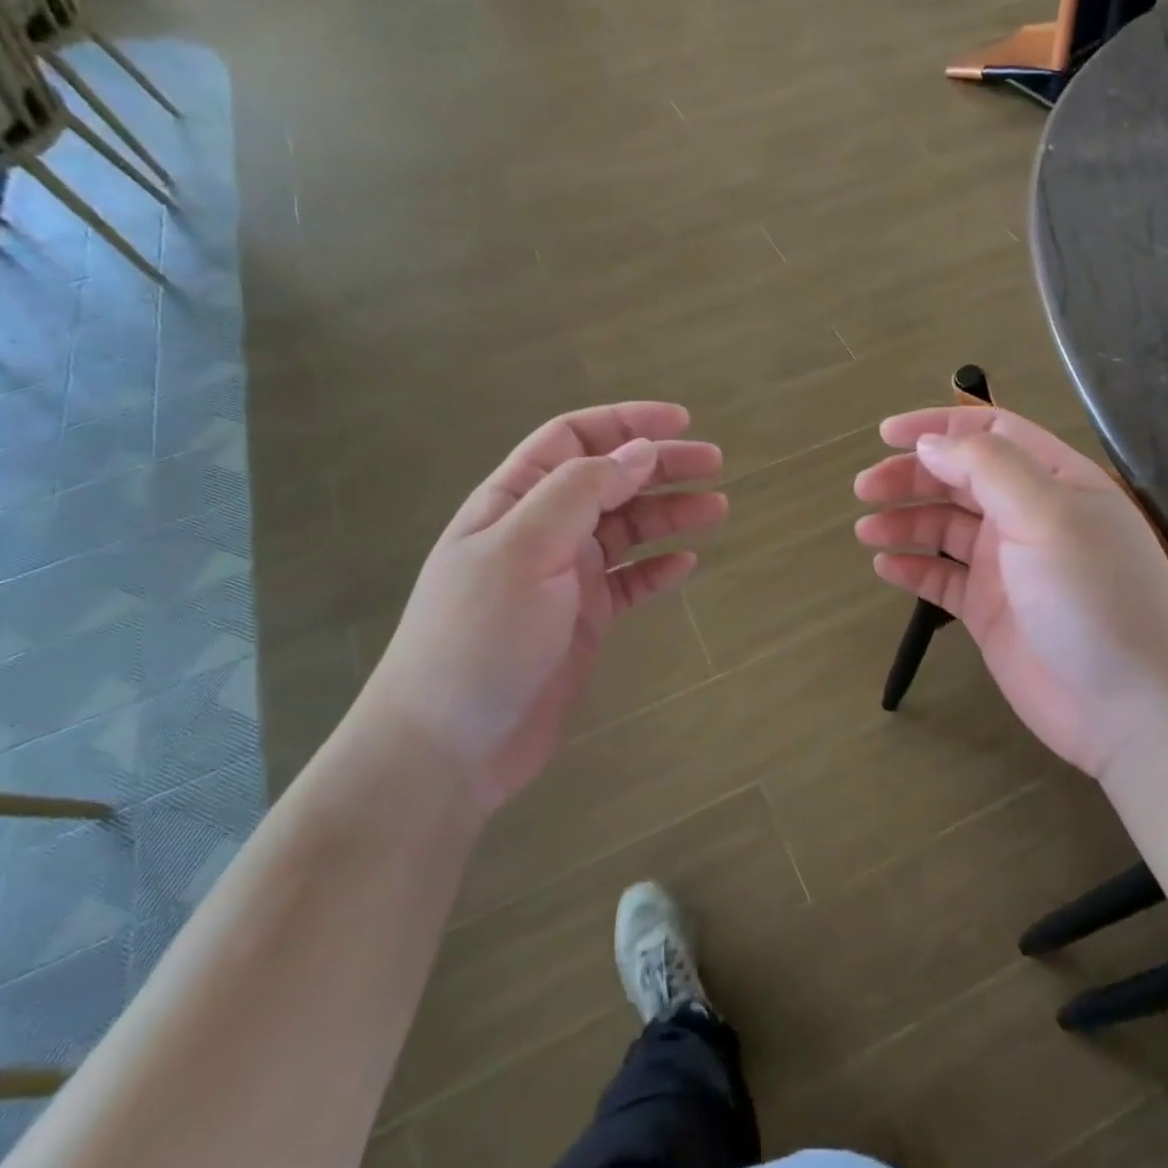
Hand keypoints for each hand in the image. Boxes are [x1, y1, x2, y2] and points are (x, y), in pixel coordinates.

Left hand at [363, 403, 724, 813]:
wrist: (449, 746)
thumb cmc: (480, 635)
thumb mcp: (525, 548)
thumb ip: (581, 491)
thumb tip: (639, 452)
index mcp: (515, 500)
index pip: (574, 439)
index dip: (626, 423)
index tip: (680, 421)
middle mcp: (541, 530)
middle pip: (609, 480)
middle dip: (660, 466)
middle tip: (715, 464)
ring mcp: (563, 578)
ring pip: (626, 530)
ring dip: (669, 514)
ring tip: (717, 508)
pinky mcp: (582, 621)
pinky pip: (628, 582)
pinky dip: (657, 569)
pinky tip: (685, 563)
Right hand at [854, 408, 1167, 779]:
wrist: (1130, 709)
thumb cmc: (1093, 598)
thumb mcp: (1046, 515)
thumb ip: (987, 467)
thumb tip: (930, 445)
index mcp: (1054, 481)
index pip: (990, 432)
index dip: (938, 427)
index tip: (886, 435)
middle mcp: (1029, 517)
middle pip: (959, 479)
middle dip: (910, 477)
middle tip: (864, 489)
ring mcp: (1009, 566)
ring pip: (945, 528)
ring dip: (905, 522)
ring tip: (866, 531)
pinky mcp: (991, 611)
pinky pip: (943, 579)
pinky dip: (913, 568)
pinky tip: (885, 567)